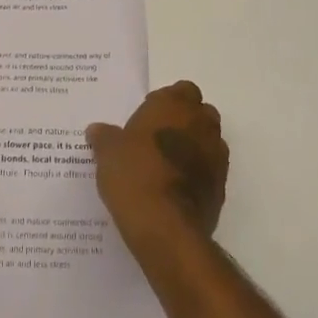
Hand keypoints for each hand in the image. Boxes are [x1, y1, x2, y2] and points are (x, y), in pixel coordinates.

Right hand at [87, 80, 228, 260]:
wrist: (166, 228)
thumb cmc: (135, 175)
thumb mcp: (108, 153)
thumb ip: (104, 137)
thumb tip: (97, 130)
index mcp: (175, 105)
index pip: (182, 90)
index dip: (166, 101)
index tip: (147, 116)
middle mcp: (201, 124)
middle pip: (200, 113)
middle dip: (183, 121)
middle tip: (156, 138)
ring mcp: (216, 156)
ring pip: (209, 141)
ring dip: (193, 147)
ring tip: (165, 164)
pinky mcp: (221, 187)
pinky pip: (210, 170)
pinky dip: (198, 173)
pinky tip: (175, 188)